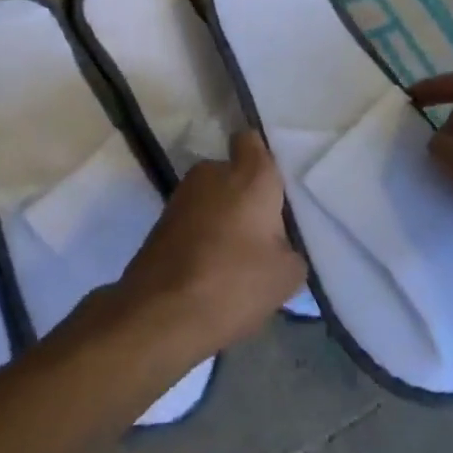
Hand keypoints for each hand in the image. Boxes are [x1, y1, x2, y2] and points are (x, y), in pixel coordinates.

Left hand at [115, 131, 306, 359]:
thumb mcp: (287, 275)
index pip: (253, 141)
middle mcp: (213, 171)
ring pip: (214, 196)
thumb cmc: (233, 282)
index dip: (262, 159)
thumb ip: (290, 246)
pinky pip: (196, 217)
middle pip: (235, 173)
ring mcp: (183, 192)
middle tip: (263, 235)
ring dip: (224, 217)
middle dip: (247, 197)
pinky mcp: (163, 217)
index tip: (275, 187)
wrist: (162, 310)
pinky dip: (204, 234)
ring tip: (237, 259)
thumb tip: (278, 242)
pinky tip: (213, 269)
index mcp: (249, 174)